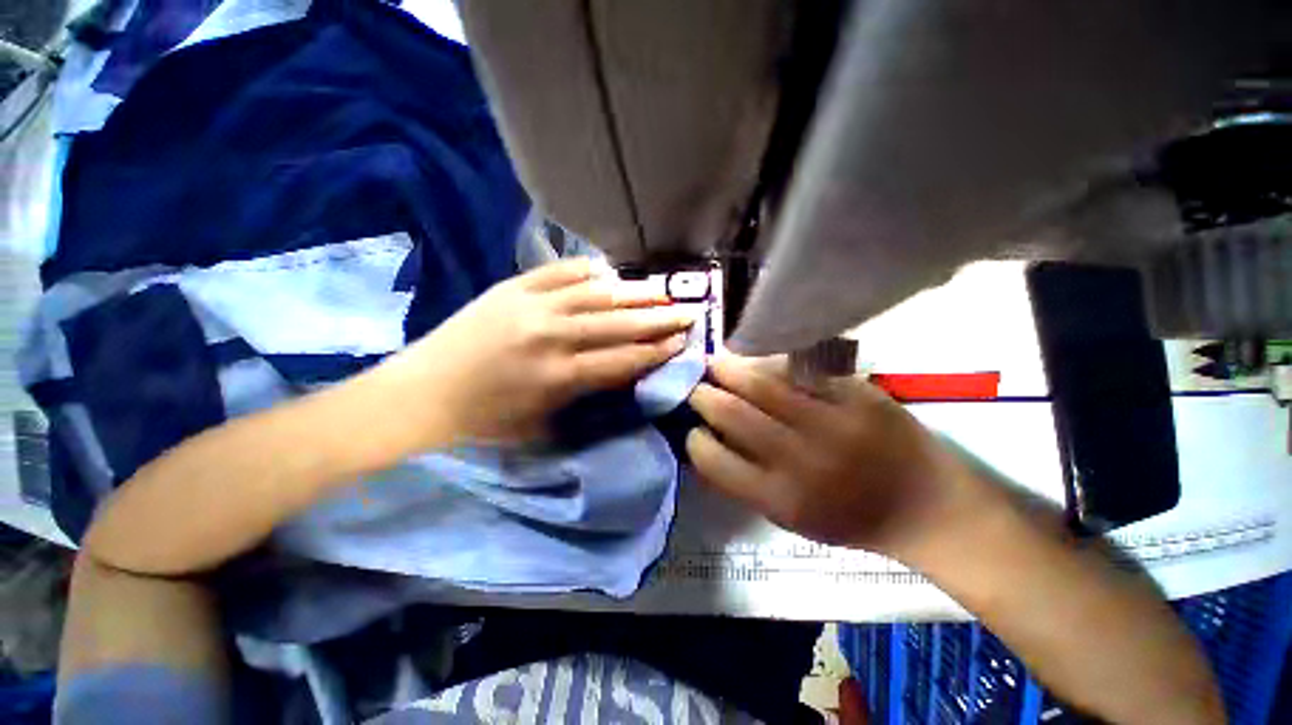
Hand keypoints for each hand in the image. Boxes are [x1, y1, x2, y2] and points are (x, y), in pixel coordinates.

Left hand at [384, 259, 693, 444]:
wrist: (423, 392)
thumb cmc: (485, 420)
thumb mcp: (543, 423)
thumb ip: (586, 395)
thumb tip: (623, 369)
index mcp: (559, 377)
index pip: (624, 359)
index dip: (657, 351)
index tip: (682, 342)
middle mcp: (552, 336)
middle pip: (619, 323)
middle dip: (659, 319)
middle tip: (688, 312)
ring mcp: (531, 305)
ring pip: (597, 294)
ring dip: (634, 294)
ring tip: (661, 293)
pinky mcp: (512, 287)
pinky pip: (561, 272)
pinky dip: (589, 271)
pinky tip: (610, 273)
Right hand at [687, 355, 984, 557]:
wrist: (926, 504)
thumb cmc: (850, 518)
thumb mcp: (790, 519)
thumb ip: (743, 484)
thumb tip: (705, 444)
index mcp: (781, 498)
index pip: (714, 460)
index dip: (695, 440)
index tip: (694, 430)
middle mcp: (801, 459)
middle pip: (732, 413)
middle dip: (704, 395)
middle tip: (698, 388)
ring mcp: (830, 421)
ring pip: (760, 382)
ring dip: (729, 369)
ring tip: (718, 364)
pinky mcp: (856, 394)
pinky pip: (798, 368)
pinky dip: (770, 362)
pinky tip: (759, 361)